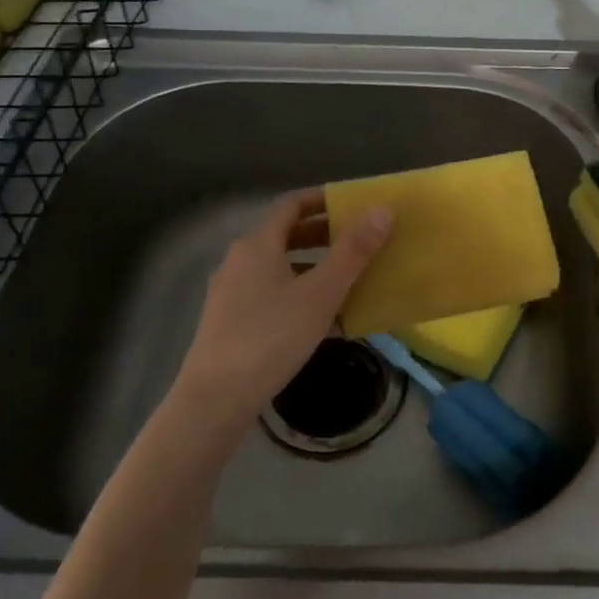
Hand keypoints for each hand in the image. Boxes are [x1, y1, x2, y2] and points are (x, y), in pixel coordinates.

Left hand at [171, 190, 392, 431]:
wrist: (216, 398)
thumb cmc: (271, 337)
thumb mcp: (321, 294)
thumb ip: (353, 252)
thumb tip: (382, 210)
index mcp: (258, 245)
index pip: (291, 205)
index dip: (321, 199)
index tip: (352, 204)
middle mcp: (239, 261)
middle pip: (284, 236)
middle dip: (323, 235)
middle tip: (358, 241)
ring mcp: (231, 293)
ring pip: (278, 267)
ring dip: (312, 267)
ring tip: (347, 281)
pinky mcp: (229, 322)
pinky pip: (270, 295)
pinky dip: (297, 294)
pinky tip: (321, 321)